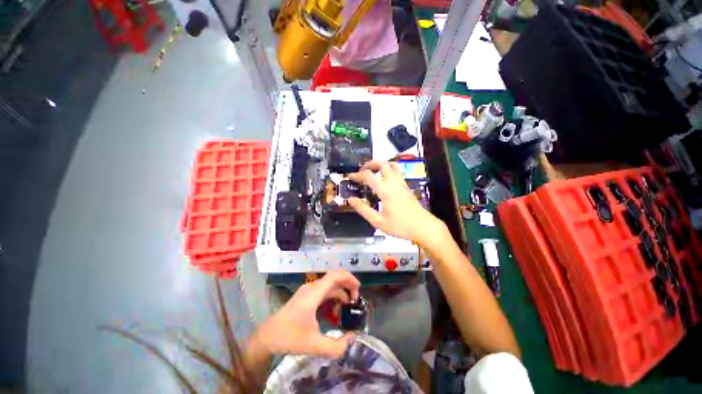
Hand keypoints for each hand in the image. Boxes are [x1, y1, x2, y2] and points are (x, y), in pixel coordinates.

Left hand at [253, 271, 359, 358]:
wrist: (267, 338)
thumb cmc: (289, 337)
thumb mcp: (314, 345)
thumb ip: (336, 346)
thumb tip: (352, 338)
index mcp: (314, 293)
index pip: (335, 276)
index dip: (349, 278)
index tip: (359, 290)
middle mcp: (312, 288)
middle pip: (334, 279)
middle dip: (347, 287)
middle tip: (355, 302)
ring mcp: (308, 291)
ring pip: (329, 286)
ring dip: (340, 295)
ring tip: (345, 311)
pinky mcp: (306, 296)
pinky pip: (323, 292)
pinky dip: (332, 299)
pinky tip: (334, 313)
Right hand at [347, 160, 447, 249]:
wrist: (423, 227)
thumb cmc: (400, 226)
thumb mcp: (378, 221)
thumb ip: (363, 209)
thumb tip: (351, 200)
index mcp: (385, 190)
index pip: (368, 175)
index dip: (357, 174)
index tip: (349, 177)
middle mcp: (394, 182)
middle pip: (382, 163)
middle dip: (370, 164)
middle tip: (362, 171)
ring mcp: (402, 183)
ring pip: (392, 165)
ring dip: (381, 165)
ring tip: (372, 173)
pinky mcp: (406, 186)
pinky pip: (397, 172)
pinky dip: (388, 170)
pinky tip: (383, 181)